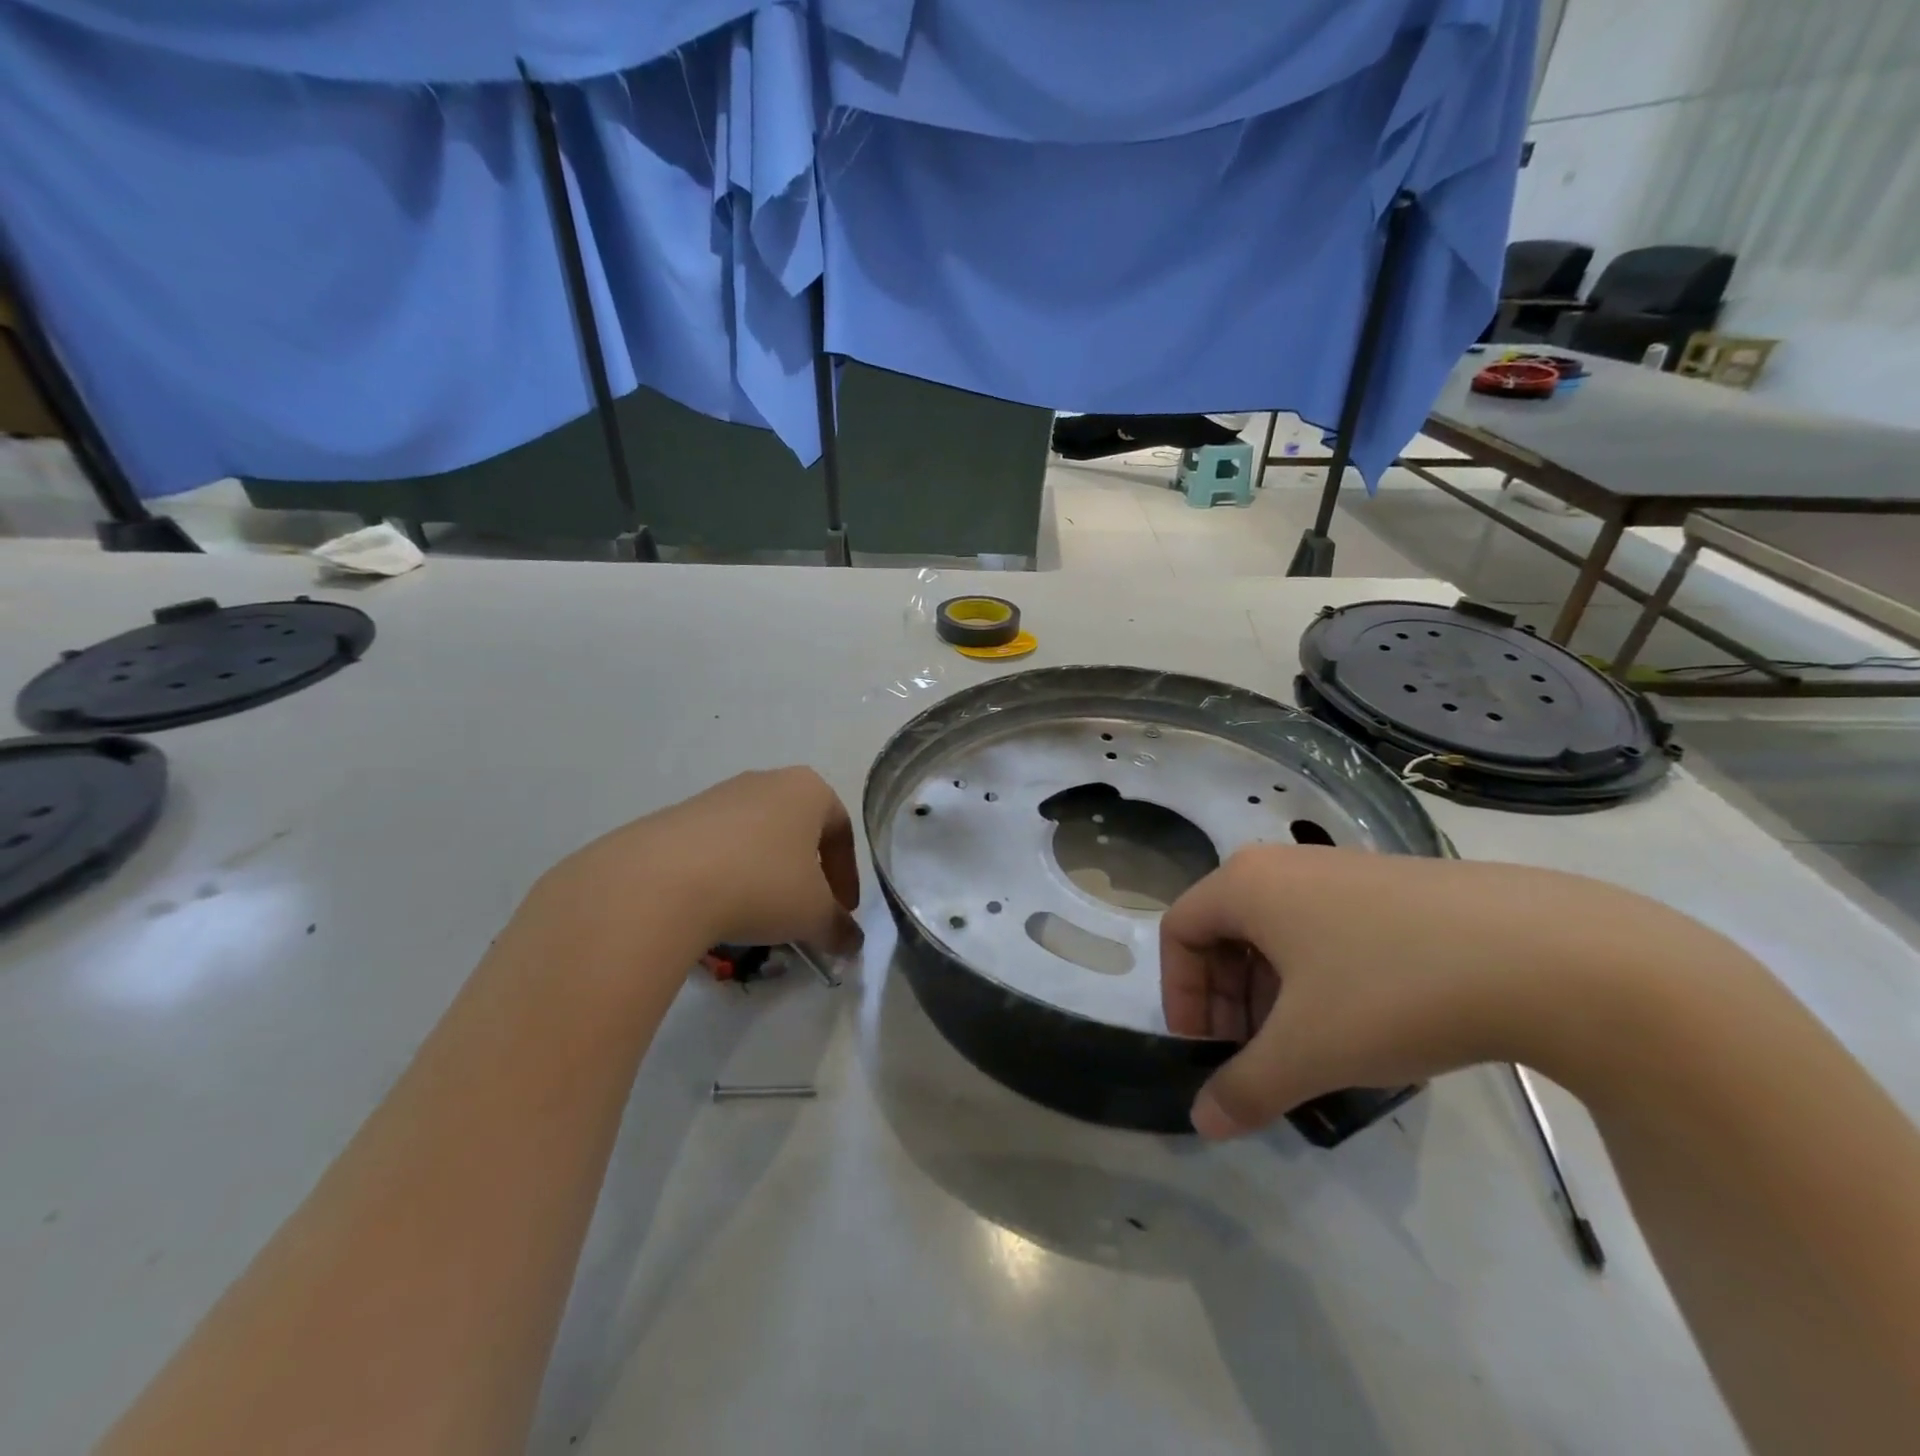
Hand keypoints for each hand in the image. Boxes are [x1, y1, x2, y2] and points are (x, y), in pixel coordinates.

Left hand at [543, 767, 861, 954]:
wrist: (661, 882)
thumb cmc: (761, 885)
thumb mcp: (813, 915)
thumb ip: (839, 928)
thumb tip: (851, 943)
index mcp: (808, 790)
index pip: (841, 831)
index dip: (847, 876)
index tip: (842, 912)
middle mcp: (765, 781)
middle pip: (798, 830)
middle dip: (806, 874)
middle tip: (805, 913)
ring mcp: (718, 796)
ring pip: (757, 838)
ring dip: (766, 876)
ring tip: (759, 917)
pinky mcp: (677, 817)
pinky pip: (718, 847)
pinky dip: (728, 876)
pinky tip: (719, 909)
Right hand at [1159, 847, 1680, 1137]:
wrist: (1550, 956)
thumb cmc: (1393, 990)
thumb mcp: (1309, 1051)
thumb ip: (1245, 1088)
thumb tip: (1202, 1122)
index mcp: (1245, 883)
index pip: (1178, 931)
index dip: (1180, 996)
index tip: (1208, 1051)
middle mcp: (1282, 865)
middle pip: (1223, 930)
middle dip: (1226, 999)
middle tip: (1254, 1056)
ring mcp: (1340, 871)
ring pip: (1276, 933)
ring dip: (1271, 992)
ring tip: (1308, 1047)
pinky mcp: (1391, 888)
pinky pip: (1324, 929)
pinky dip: (1317, 977)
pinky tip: (1361, 1023)